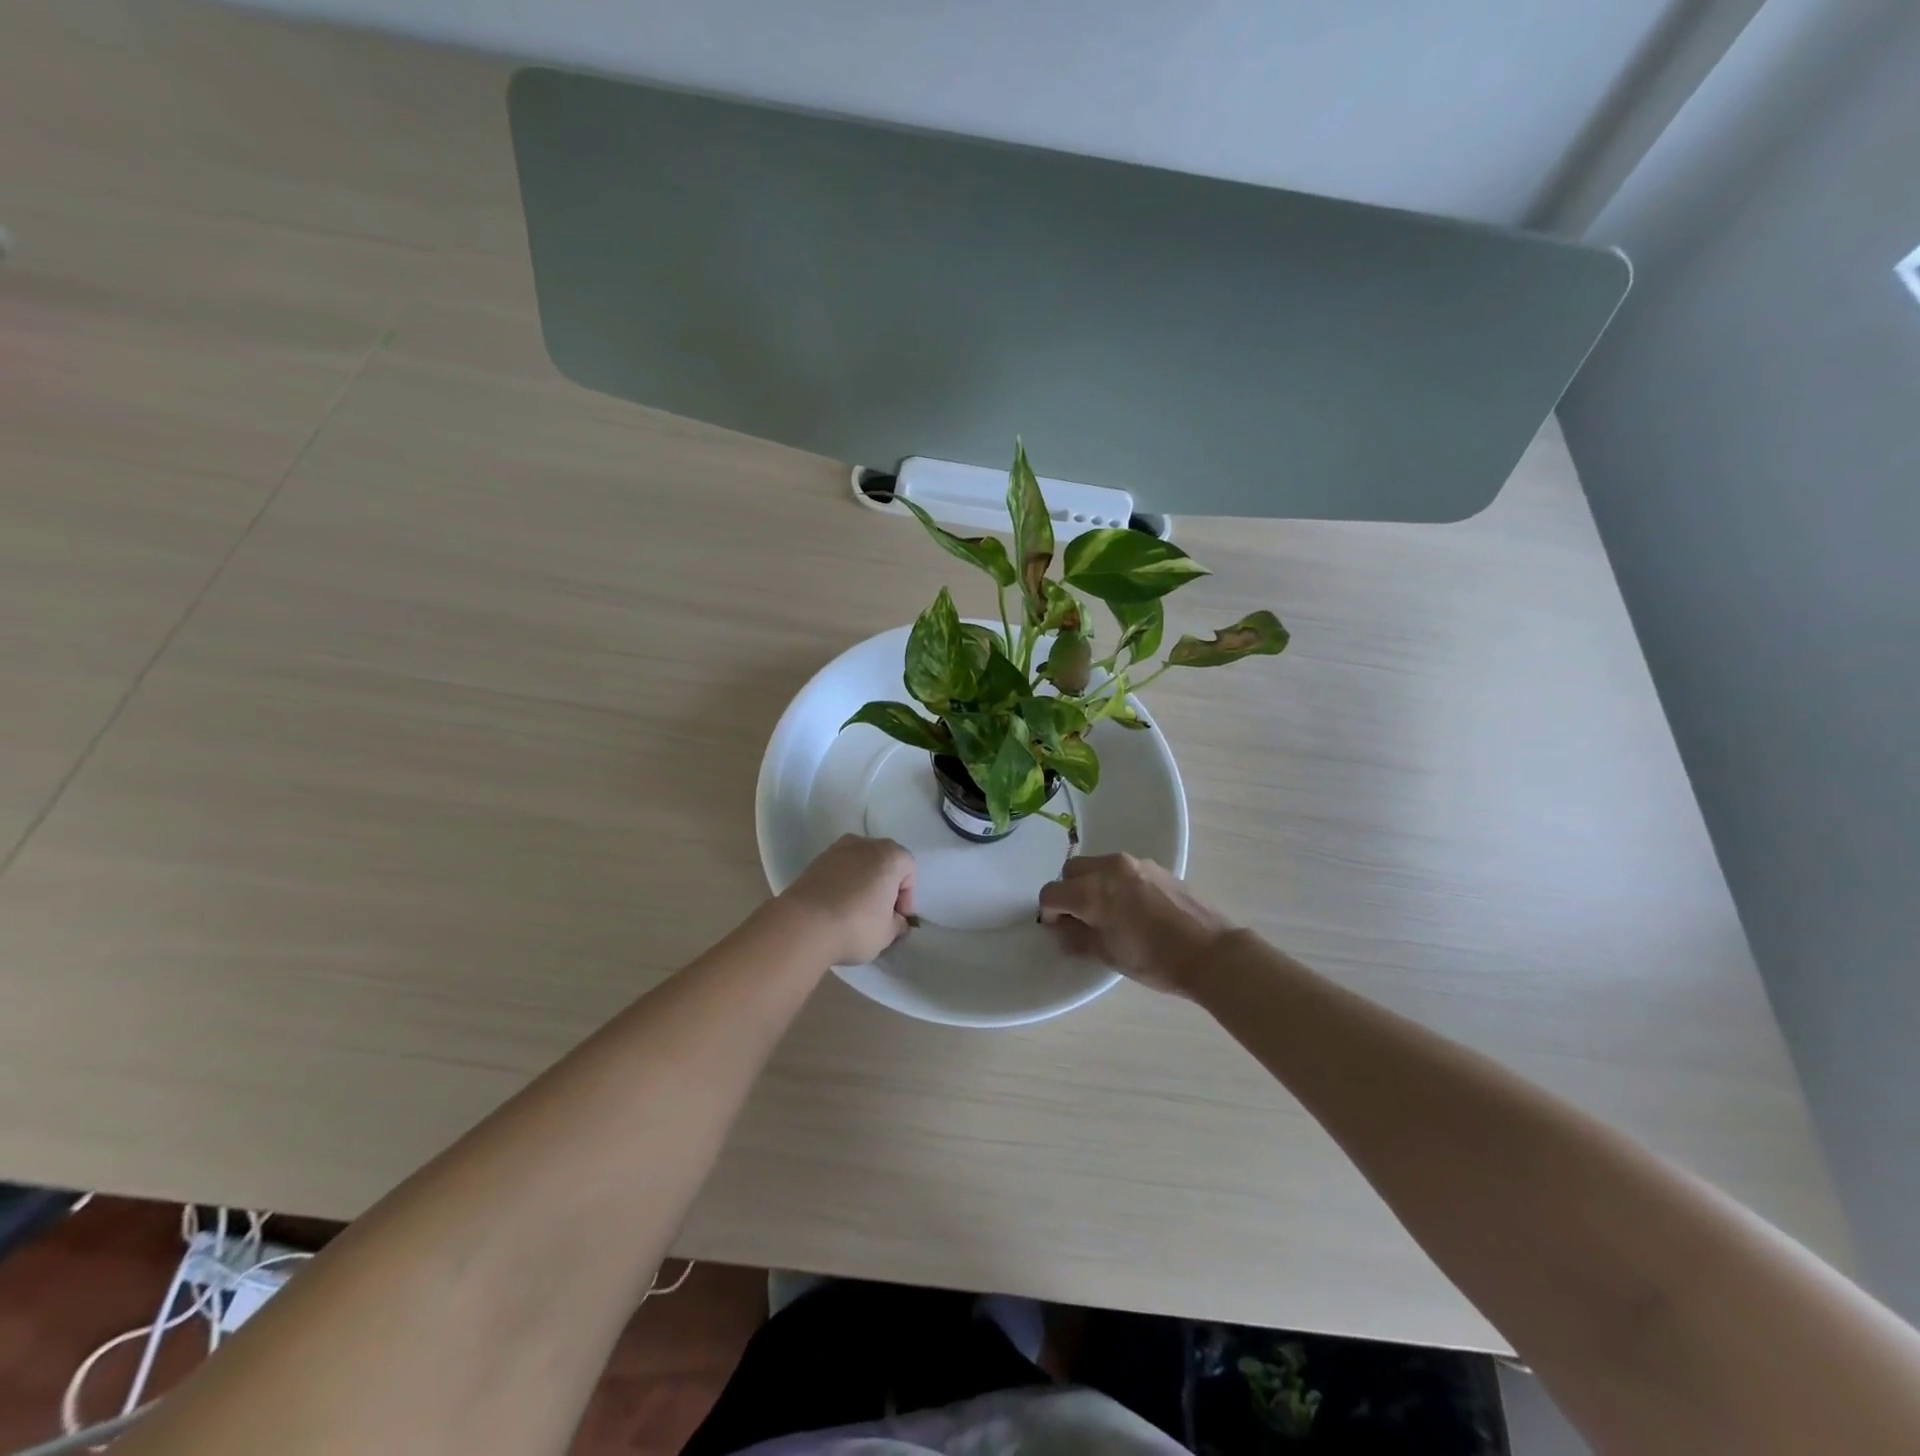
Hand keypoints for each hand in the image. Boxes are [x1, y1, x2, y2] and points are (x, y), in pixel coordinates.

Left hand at [778, 835, 916, 965]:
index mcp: (890, 855)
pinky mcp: (815, 861)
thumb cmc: (856, 926)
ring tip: (856, 911)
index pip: (908, 870)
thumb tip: (896, 920)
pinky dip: (842, 883)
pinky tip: (837, 907)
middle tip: (880, 914)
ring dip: (863, 882)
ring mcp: (837, 849)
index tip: (897, 919)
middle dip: (885, 885)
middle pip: (884, 862)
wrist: (803, 925)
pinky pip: (839, 870)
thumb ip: (898, 923)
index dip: (906, 897)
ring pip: (860, 864)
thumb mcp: (887, 934)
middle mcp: (865, 844)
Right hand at [1038, 854, 1234, 994]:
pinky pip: (1121, 869)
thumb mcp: (1109, 955)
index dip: (1049, 912)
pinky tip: (1131, 907)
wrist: (1210, 952)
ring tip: (1107, 912)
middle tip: (1080, 918)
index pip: (1052, 893)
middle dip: (1068, 892)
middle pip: (1071, 871)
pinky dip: (1114, 882)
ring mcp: (1135, 863)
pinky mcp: (1155, 866)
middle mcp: (1110, 868)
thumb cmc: (1155, 959)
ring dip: (1091, 884)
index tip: (1058, 928)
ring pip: (1097, 865)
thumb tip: (1061, 929)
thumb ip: (1078, 938)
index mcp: (1093, 891)